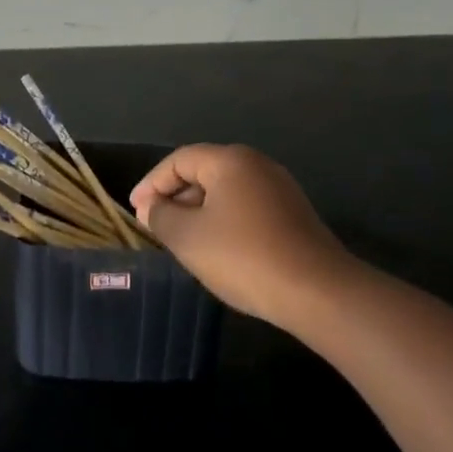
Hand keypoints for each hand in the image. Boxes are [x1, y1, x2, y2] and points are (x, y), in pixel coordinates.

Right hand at [131, 145, 355, 329]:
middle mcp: (257, 165)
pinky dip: (223, 220)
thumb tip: (152, 207)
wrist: (317, 291)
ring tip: (180, 238)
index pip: (180, 160)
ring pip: (226, 191)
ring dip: (198, 210)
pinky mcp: (293, 215)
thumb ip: (162, 216)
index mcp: (230, 160)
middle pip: (204, 171)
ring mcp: (279, 189)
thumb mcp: (189, 238)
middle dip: (175, 196)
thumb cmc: (244, 257)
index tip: (135, 209)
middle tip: (154, 224)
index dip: (152, 182)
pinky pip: (246, 207)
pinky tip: (216, 248)